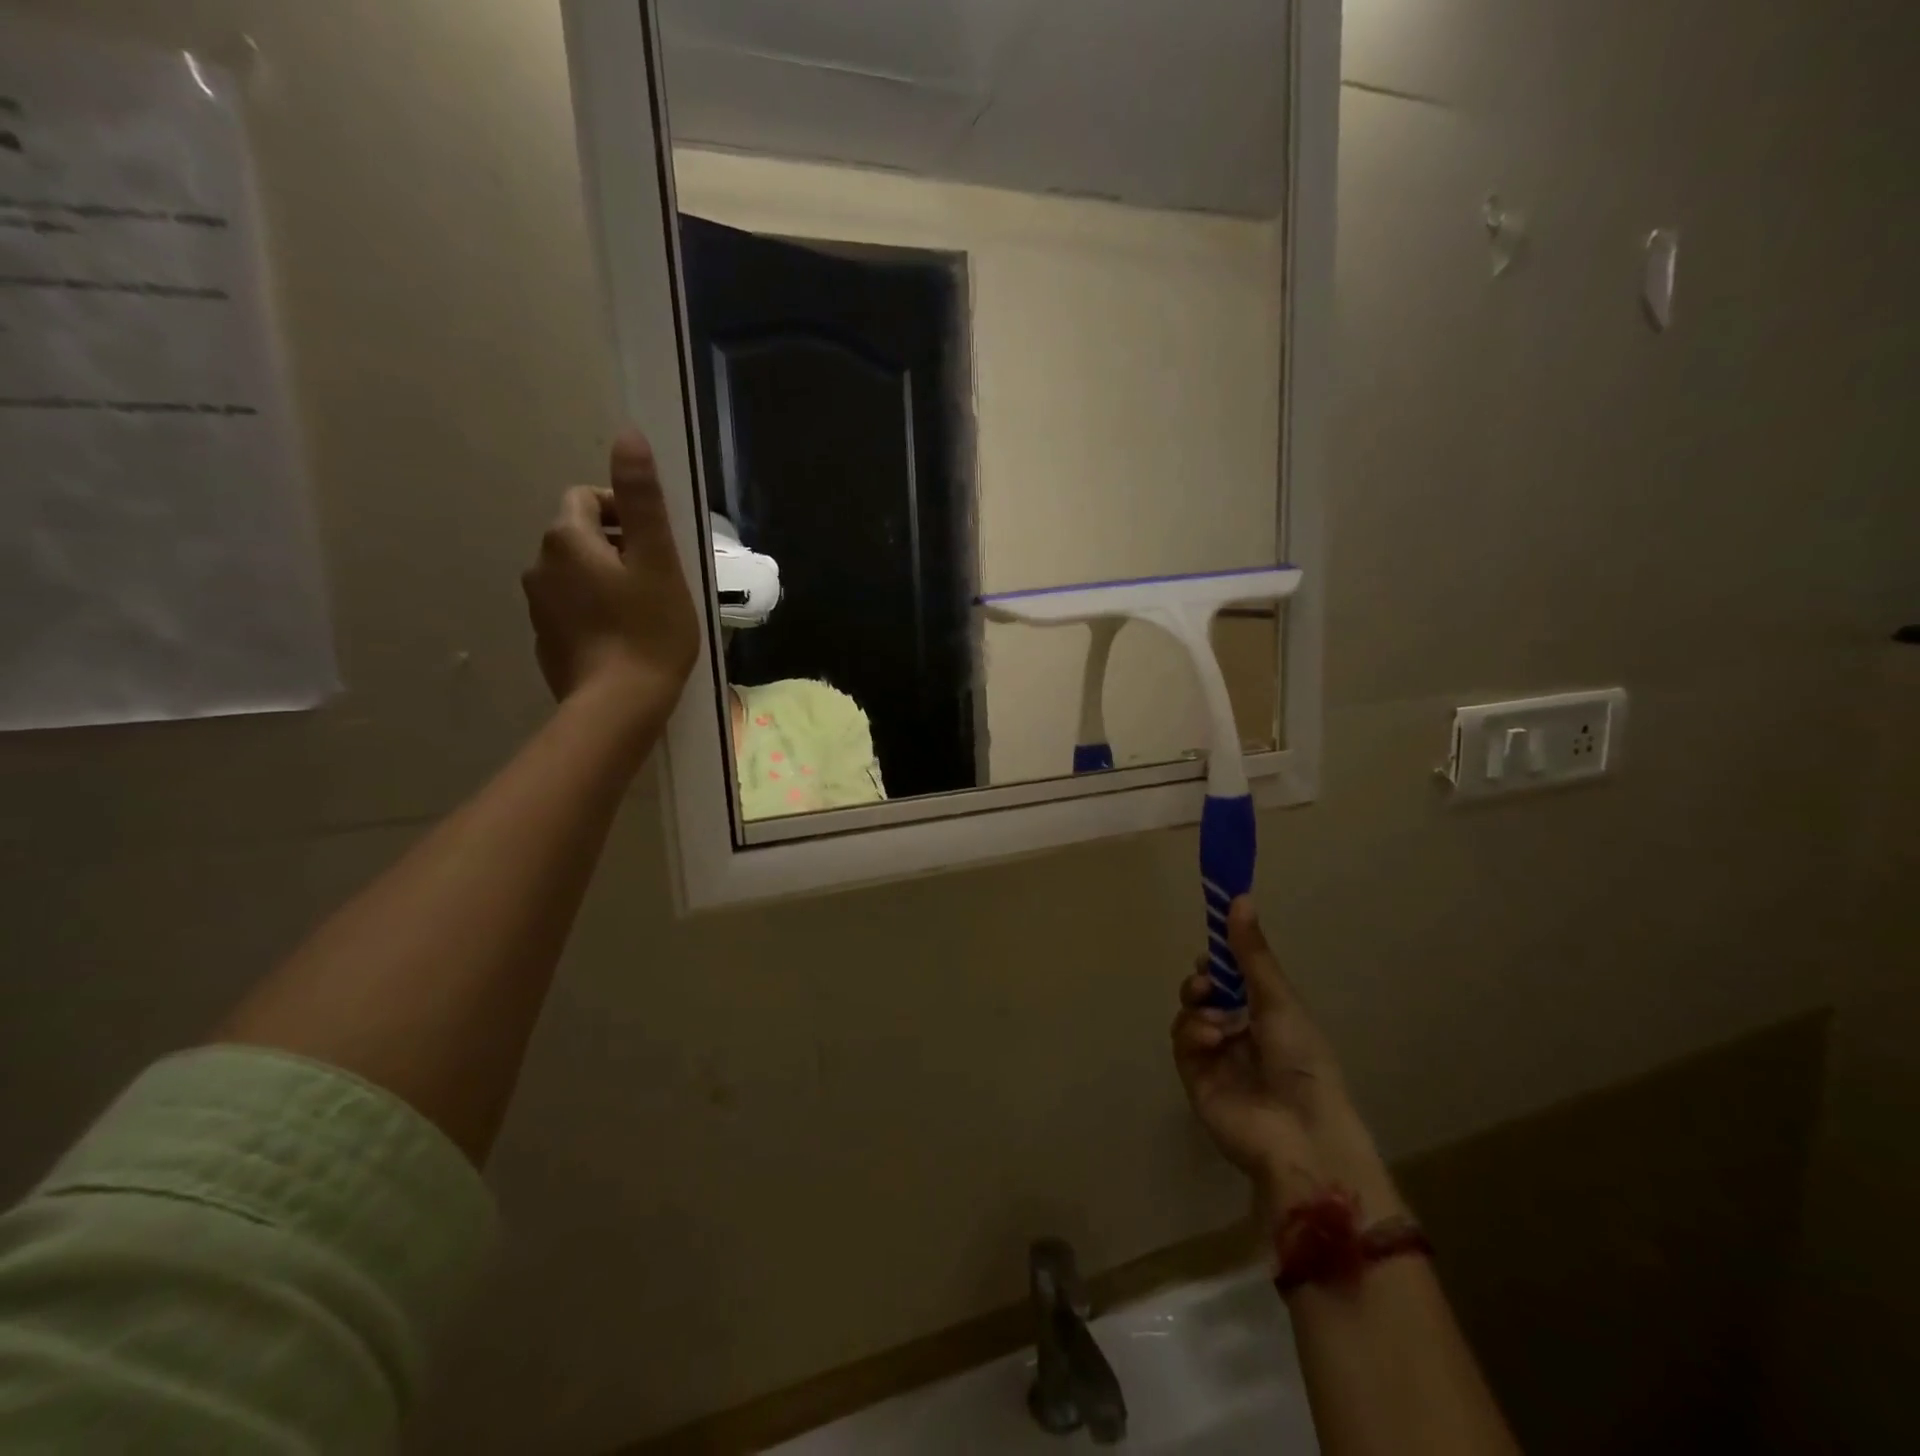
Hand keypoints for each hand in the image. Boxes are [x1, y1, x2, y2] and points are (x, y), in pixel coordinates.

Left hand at [522, 429, 699, 728]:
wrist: (618, 707)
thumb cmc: (648, 630)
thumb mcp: (658, 561)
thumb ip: (642, 499)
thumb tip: (628, 436)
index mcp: (567, 540)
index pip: (589, 499)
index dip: (626, 512)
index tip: (657, 544)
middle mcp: (540, 565)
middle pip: (582, 537)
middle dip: (619, 548)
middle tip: (660, 579)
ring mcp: (539, 607)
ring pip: (577, 575)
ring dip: (607, 580)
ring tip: (646, 611)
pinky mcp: (547, 641)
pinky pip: (572, 610)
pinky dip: (596, 612)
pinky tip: (625, 638)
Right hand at [1172, 899, 1402, 1218]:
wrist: (1299, 1133)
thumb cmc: (1301, 1060)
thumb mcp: (1278, 999)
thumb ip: (1251, 952)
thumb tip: (1239, 896)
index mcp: (1267, 1013)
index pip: (1234, 976)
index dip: (1221, 958)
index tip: (1212, 940)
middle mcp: (1240, 1031)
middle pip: (1206, 992)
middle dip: (1202, 982)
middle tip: (1206, 982)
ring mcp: (1216, 1055)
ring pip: (1190, 1013)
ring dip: (1198, 1007)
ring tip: (1213, 1018)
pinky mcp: (1195, 1076)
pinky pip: (1182, 1042)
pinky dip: (1193, 1034)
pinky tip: (1211, 1039)